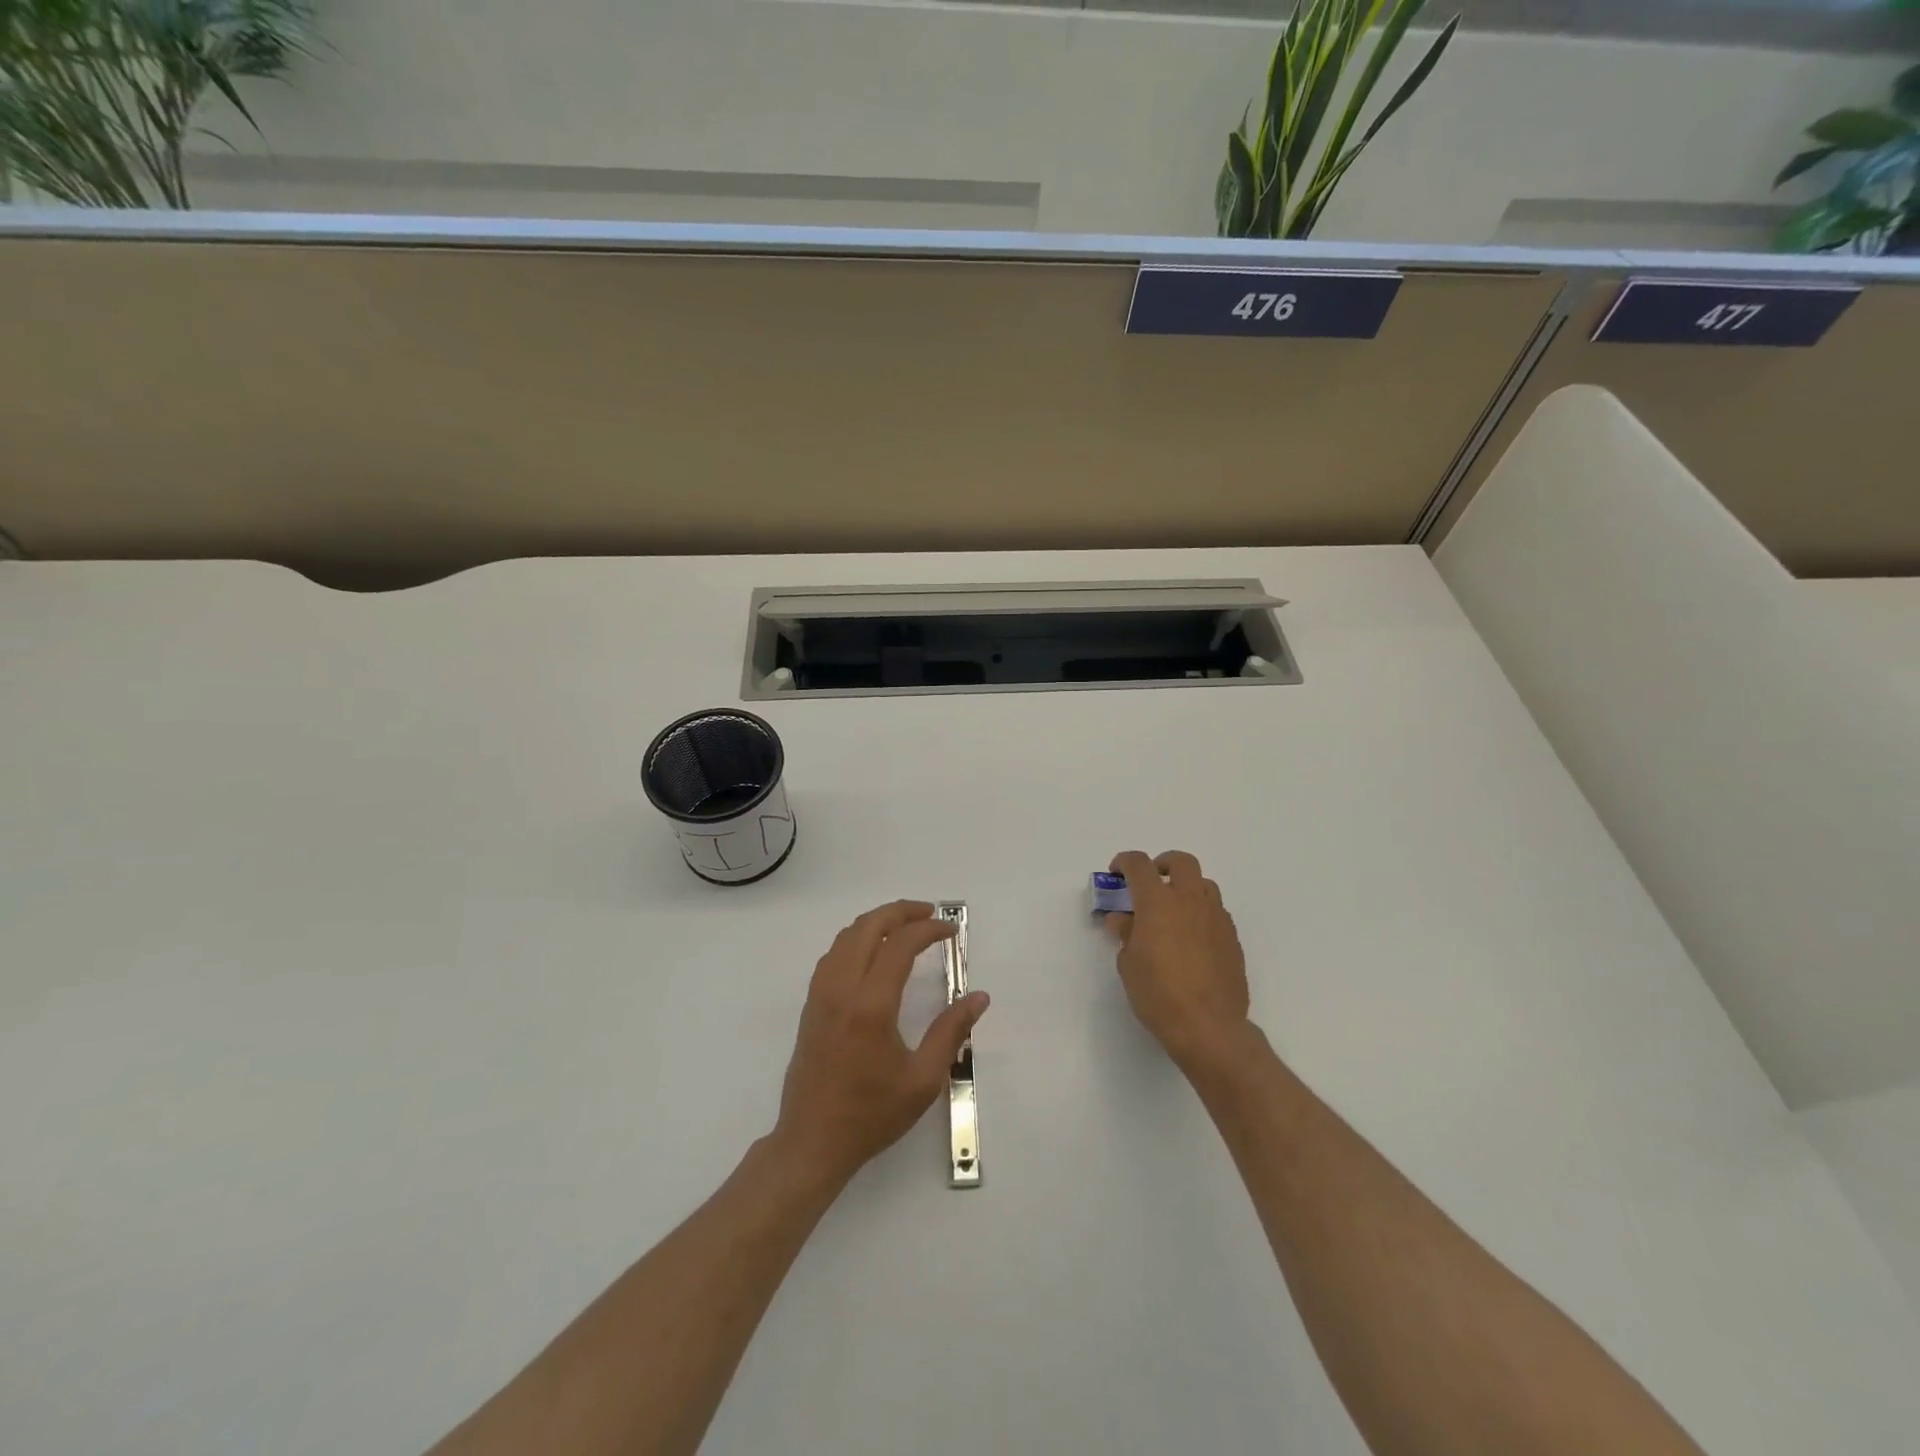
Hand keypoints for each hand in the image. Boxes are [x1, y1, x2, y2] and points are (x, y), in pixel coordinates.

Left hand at [773, 900, 989, 1184]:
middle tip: (930, 915)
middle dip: (901, 912)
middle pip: (868, 927)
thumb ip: (951, 1032)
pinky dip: (857, 939)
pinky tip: (874, 953)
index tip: (951, 931)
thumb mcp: (923, 1080)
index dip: (928, 929)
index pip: (900, 945)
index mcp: (871, 1005)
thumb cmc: (871, 1114)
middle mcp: (842, 989)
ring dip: (877, 922)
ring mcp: (821, 994)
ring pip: (846, 936)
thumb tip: (979, 997)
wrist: (812, 1142)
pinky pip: (834, 954)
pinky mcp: (811, 1004)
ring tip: (906, 927)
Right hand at [1106, 850, 1250, 1071]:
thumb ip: (1125, 934)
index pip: (1139, 864)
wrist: (1209, 1027)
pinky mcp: (1232, 938)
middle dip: (1163, 864)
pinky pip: (1216, 912)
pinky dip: (1201, 913)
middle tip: (1151, 882)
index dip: (1124, 862)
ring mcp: (1216, 918)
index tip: (1116, 874)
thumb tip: (1123, 920)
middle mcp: (1190, 901)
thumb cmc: (1158, 994)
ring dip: (1186, 888)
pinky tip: (1191, 939)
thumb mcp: (1128, 964)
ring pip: (1204, 884)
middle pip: (1181, 861)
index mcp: (1158, 902)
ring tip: (1173, 912)